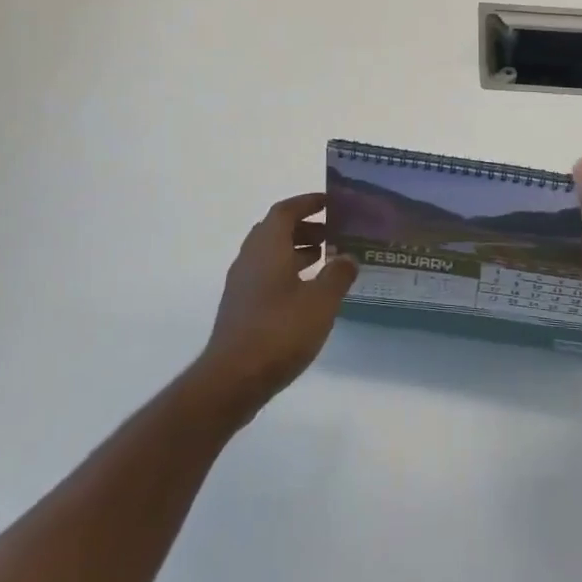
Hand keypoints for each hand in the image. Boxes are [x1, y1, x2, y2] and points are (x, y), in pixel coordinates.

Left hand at [194, 193, 357, 417]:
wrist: (232, 378)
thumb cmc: (279, 331)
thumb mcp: (320, 302)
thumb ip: (337, 275)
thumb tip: (348, 257)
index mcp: (267, 246)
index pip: (286, 210)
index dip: (308, 203)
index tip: (331, 203)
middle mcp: (250, 257)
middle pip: (276, 229)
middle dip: (305, 227)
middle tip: (334, 234)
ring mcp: (242, 282)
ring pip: (270, 253)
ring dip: (296, 250)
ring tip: (326, 260)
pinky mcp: (240, 306)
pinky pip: (266, 274)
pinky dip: (287, 271)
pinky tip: (307, 292)